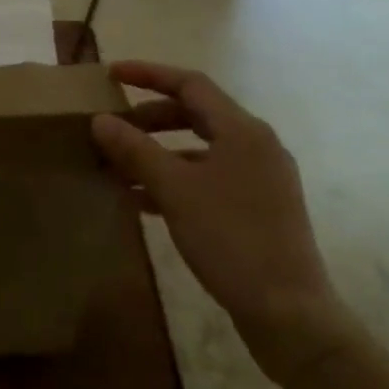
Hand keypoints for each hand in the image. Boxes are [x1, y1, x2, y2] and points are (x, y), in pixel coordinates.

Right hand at [91, 62, 354, 380]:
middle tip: (112, 127)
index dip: (149, 74)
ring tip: (119, 167)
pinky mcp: (258, 208)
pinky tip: (142, 202)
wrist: (289, 313)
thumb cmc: (231, 239)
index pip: (191, 84)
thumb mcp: (174, 190)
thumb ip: (135, 150)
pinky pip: (208, 178)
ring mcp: (260, 179)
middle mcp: (256, 146)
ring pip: (199, 149)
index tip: (111, 74)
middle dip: (150, 118)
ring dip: (158, 153)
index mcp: (243, 131)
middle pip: (196, 114)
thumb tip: (100, 119)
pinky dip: (175, 180)